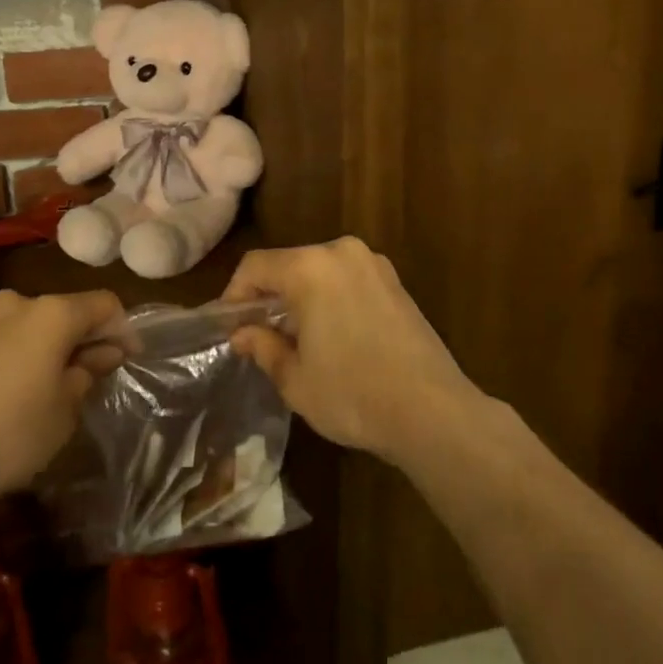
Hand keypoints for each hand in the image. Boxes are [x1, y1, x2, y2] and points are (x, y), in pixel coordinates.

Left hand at [0, 289, 123, 511]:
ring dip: (29, 345)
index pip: (103, 305)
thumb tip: (101, 354)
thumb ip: (86, 374)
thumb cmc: (8, 436)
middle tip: (78, 375)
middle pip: (56, 312)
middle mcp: (11, 303)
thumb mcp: (63, 413)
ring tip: (26, 385)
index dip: (122, 328)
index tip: (127, 356)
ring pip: (14, 325)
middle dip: (72, 338)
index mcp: (50, 315)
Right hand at [223, 238, 483, 467]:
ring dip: (300, 297)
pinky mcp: (396, 282)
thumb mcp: (295, 379)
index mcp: (311, 268)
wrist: (432, 411)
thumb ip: (263, 346)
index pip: (256, 266)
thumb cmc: (353, 394)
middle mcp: (342, 252)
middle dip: (269, 296)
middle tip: (259, 335)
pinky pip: (347, 279)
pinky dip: (330, 298)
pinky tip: (333, 336)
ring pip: (319, 271)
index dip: (235, 294)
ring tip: (295, 339)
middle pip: (289, 263)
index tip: (230, 327)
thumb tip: (243, 333)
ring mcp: (374, 264)